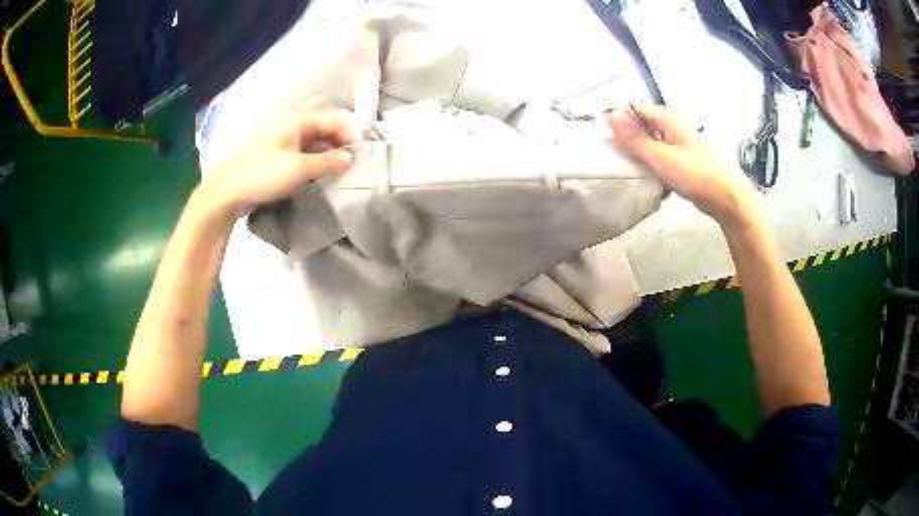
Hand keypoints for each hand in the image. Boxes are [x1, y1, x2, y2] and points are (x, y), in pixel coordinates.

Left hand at [199, 109, 354, 215]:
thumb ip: (329, 162)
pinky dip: (308, 162)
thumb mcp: (300, 169)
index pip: (332, 121)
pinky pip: (296, 154)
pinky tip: (313, 177)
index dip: (348, 137)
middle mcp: (288, 125)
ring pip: (308, 144)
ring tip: (333, 175)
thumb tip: (351, 158)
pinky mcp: (270, 155)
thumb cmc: (263, 175)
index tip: (359, 156)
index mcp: (296, 120)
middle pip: (320, 131)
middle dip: (336, 148)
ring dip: (322, 157)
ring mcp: (277, 140)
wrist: (225, 193)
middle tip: (348, 168)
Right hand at [604, 106, 752, 224]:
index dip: (617, 122)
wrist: (728, 200)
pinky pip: (661, 160)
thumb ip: (633, 138)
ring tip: (632, 174)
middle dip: (627, 143)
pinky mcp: (683, 162)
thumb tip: (607, 114)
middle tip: (616, 162)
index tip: (605, 142)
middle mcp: (672, 127)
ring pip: (650, 145)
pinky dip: (654, 169)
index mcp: (667, 119)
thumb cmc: (696, 176)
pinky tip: (652, 183)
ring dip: (640, 158)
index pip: (632, 110)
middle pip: (640, 128)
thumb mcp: (661, 157)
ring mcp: (679, 144)